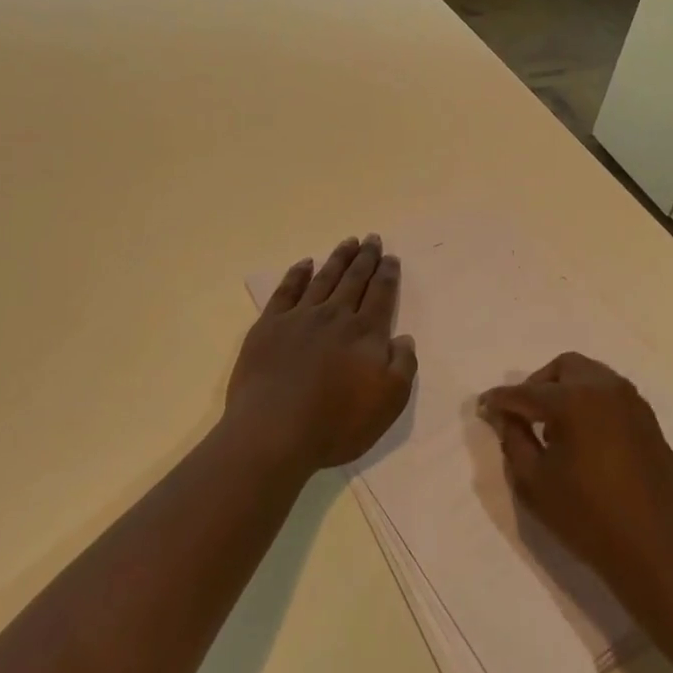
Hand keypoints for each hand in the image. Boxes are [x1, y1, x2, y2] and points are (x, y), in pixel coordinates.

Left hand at [226, 235, 416, 473]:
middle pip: (354, 279)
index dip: (388, 274)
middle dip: (366, 258)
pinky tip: (305, 264)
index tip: (390, 257)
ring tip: (348, 242)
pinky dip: (297, 274)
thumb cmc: (336, 425)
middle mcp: (335, 316)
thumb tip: (404, 338)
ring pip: (324, 278)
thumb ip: (403, 366)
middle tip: (372, 238)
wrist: (272, 433)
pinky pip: (286, 291)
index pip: (381, 294)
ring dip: (338, 258)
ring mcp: (300, 318)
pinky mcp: (269, 326)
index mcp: (366, 333)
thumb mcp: (389, 403)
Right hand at [479, 353, 672, 600]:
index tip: (483, 407)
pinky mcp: (648, 419)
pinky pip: (609, 394)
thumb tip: (505, 416)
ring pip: (589, 375)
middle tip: (523, 415)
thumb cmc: (590, 519)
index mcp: (574, 399)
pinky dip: (589, 401)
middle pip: (562, 368)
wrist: (662, 551)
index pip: (526, 392)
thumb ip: (514, 441)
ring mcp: (631, 401)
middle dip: (537, 385)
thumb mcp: (536, 484)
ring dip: (565, 390)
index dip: (500, 400)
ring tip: (552, 427)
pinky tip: (582, 437)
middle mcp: (604, 387)